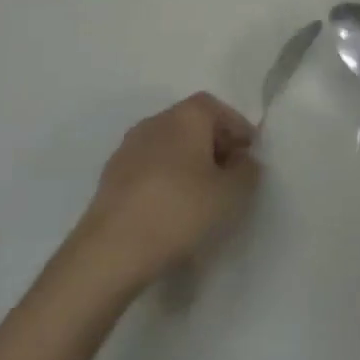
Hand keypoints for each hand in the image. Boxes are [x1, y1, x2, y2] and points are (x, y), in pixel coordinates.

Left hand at [78, 93, 260, 289]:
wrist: (110, 251)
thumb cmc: (179, 211)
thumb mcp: (231, 195)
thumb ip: (248, 172)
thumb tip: (245, 161)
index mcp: (186, 115)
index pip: (218, 108)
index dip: (237, 129)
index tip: (250, 156)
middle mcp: (156, 121)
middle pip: (192, 124)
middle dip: (214, 146)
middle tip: (230, 178)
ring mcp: (128, 148)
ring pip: (169, 147)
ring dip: (188, 165)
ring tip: (201, 199)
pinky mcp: (110, 177)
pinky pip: (149, 169)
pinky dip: (165, 181)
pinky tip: (171, 212)